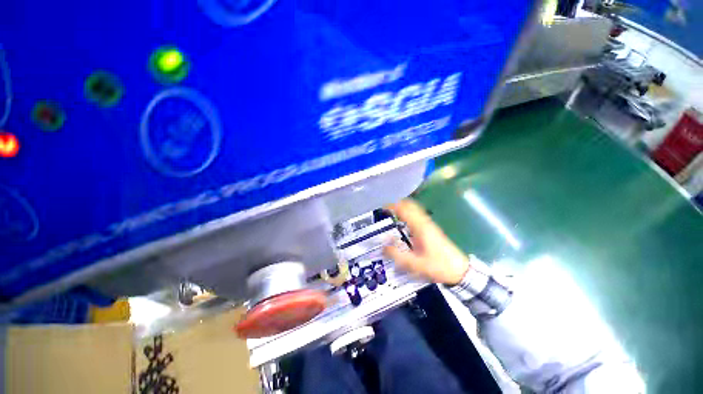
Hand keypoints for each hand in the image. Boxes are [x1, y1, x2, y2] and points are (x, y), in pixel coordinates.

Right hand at [383, 199, 470, 285]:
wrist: (459, 270)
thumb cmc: (437, 266)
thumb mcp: (415, 264)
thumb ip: (397, 255)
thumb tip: (383, 246)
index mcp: (420, 227)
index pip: (405, 209)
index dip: (393, 206)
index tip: (382, 207)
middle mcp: (424, 222)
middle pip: (410, 205)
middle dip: (397, 204)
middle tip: (385, 209)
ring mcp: (429, 223)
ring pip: (414, 208)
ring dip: (403, 207)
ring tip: (391, 212)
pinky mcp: (431, 227)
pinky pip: (417, 214)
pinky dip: (408, 212)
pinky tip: (403, 220)